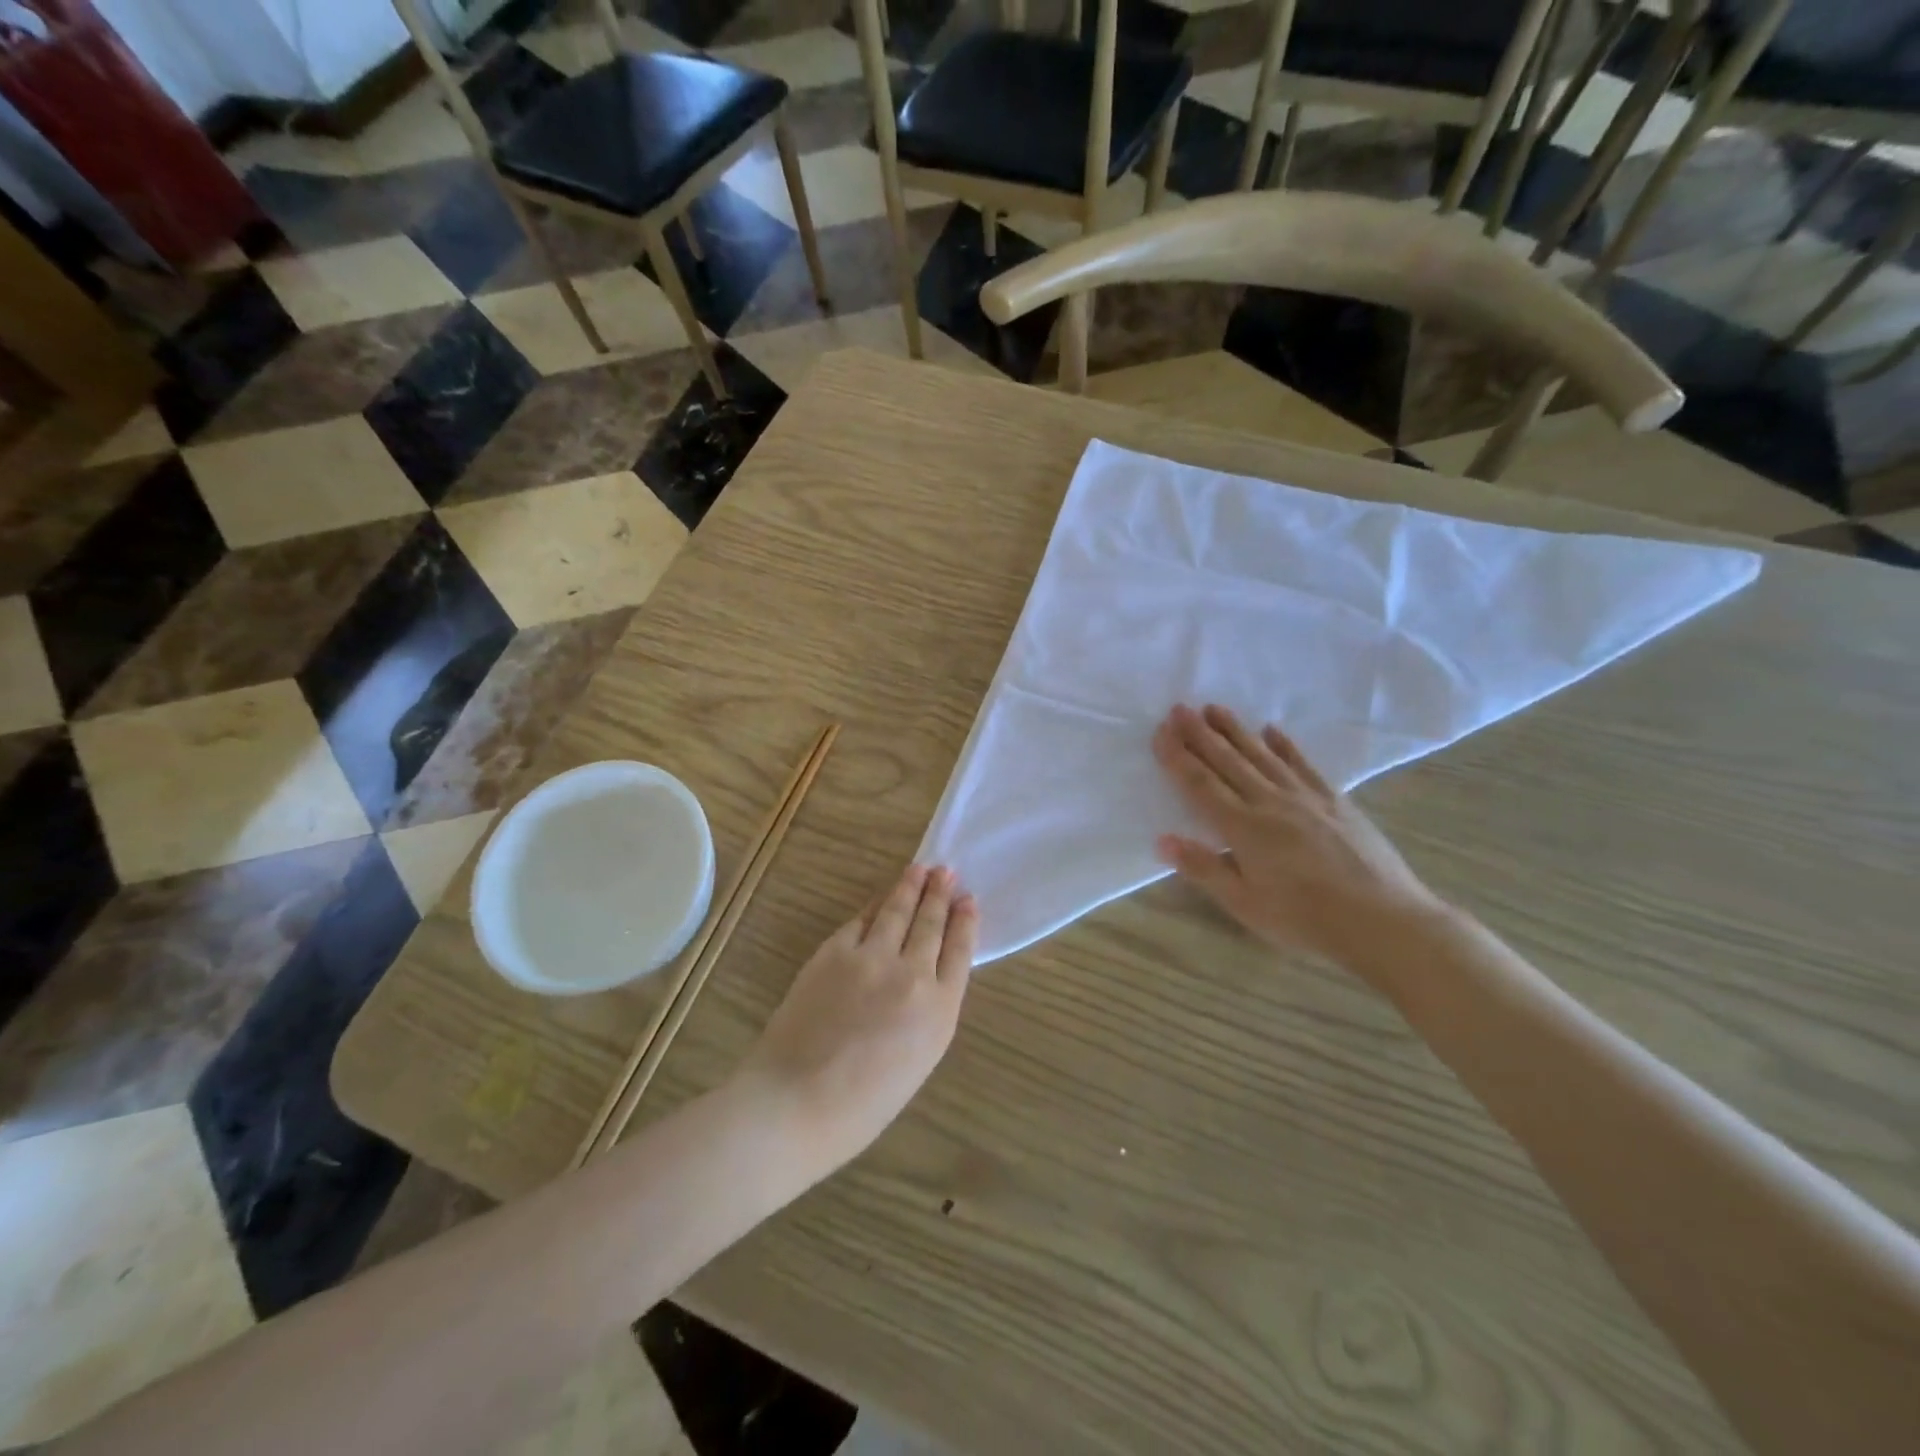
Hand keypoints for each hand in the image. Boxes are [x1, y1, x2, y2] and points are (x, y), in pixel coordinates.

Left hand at [734, 864, 975, 1167]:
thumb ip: (929, 1012)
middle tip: (945, 871)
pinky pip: (861, 921)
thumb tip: (926, 974)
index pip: (960, 951)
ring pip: (898, 912)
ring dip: (910, 887)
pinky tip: (880, 899)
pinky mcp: (834, 952)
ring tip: (920, 869)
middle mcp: (912, 974)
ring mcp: (871, 958)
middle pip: (931, 923)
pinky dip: (874, 906)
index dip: (965, 921)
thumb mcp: (918, 1060)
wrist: (796, 1101)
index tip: (968, 900)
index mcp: (940, 1011)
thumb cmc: (862, 1104)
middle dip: (940, 894)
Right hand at [1152, 703, 1445, 977]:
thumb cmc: (1305, 919)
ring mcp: (1305, 797)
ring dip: (1235, 730)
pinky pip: (1303, 764)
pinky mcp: (1335, 800)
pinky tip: (1272, 730)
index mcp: (1243, 828)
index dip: (1178, 758)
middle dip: (1200, 734)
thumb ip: (1204, 869)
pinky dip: (1285, 745)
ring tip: (1214, 708)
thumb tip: (1162, 840)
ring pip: (1262, 755)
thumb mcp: (1245, 904)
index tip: (1160, 732)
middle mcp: (1270, 802)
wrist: (1384, 919)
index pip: (1201, 785)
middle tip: (1179, 708)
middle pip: (1228, 761)